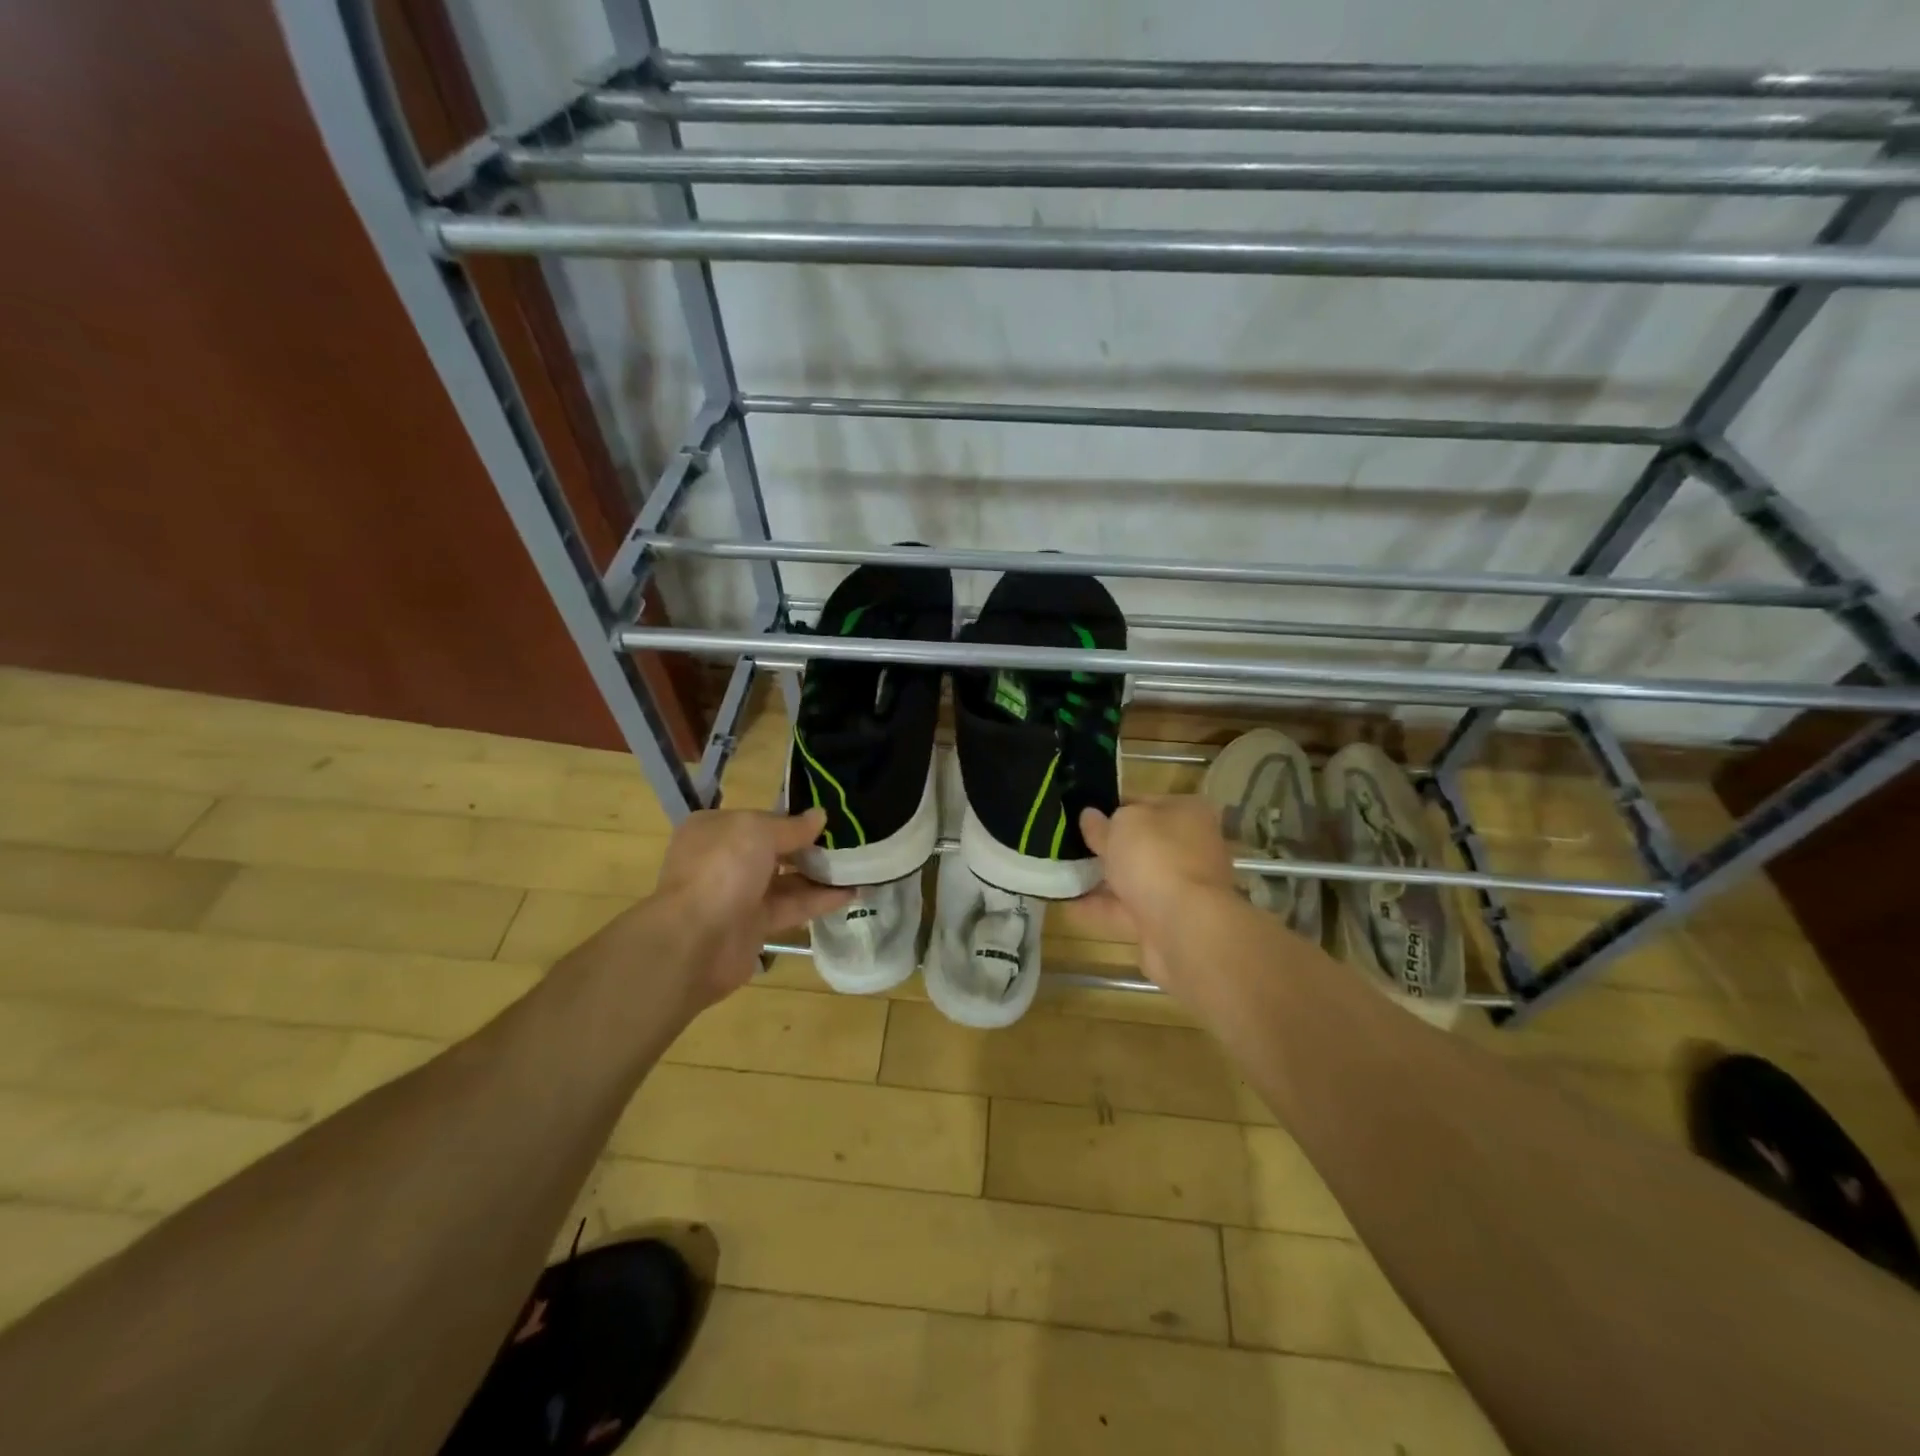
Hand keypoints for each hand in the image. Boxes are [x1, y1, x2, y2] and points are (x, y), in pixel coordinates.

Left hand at [651, 807, 851, 1009]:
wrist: (695, 941)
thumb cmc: (722, 870)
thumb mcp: (758, 832)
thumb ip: (791, 826)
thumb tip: (820, 816)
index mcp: (714, 829)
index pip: (759, 819)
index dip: (792, 819)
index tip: (828, 820)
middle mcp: (724, 860)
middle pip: (774, 850)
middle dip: (809, 847)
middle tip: (850, 843)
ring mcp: (738, 895)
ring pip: (785, 880)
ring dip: (819, 874)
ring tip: (859, 867)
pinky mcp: (754, 926)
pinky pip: (791, 907)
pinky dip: (819, 900)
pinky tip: (851, 893)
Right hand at [1062, 796, 1238, 991]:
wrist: (1184, 927)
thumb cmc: (1156, 858)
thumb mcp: (1122, 826)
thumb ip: (1102, 822)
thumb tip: (1089, 816)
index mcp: (1187, 813)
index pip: (1144, 802)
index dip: (1112, 807)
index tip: (1083, 815)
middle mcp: (1190, 847)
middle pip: (1141, 843)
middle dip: (1108, 846)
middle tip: (1069, 844)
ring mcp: (1180, 886)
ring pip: (1134, 877)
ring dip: (1102, 879)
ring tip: (1061, 874)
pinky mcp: (1167, 920)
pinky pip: (1127, 909)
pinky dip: (1100, 907)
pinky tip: (1068, 904)